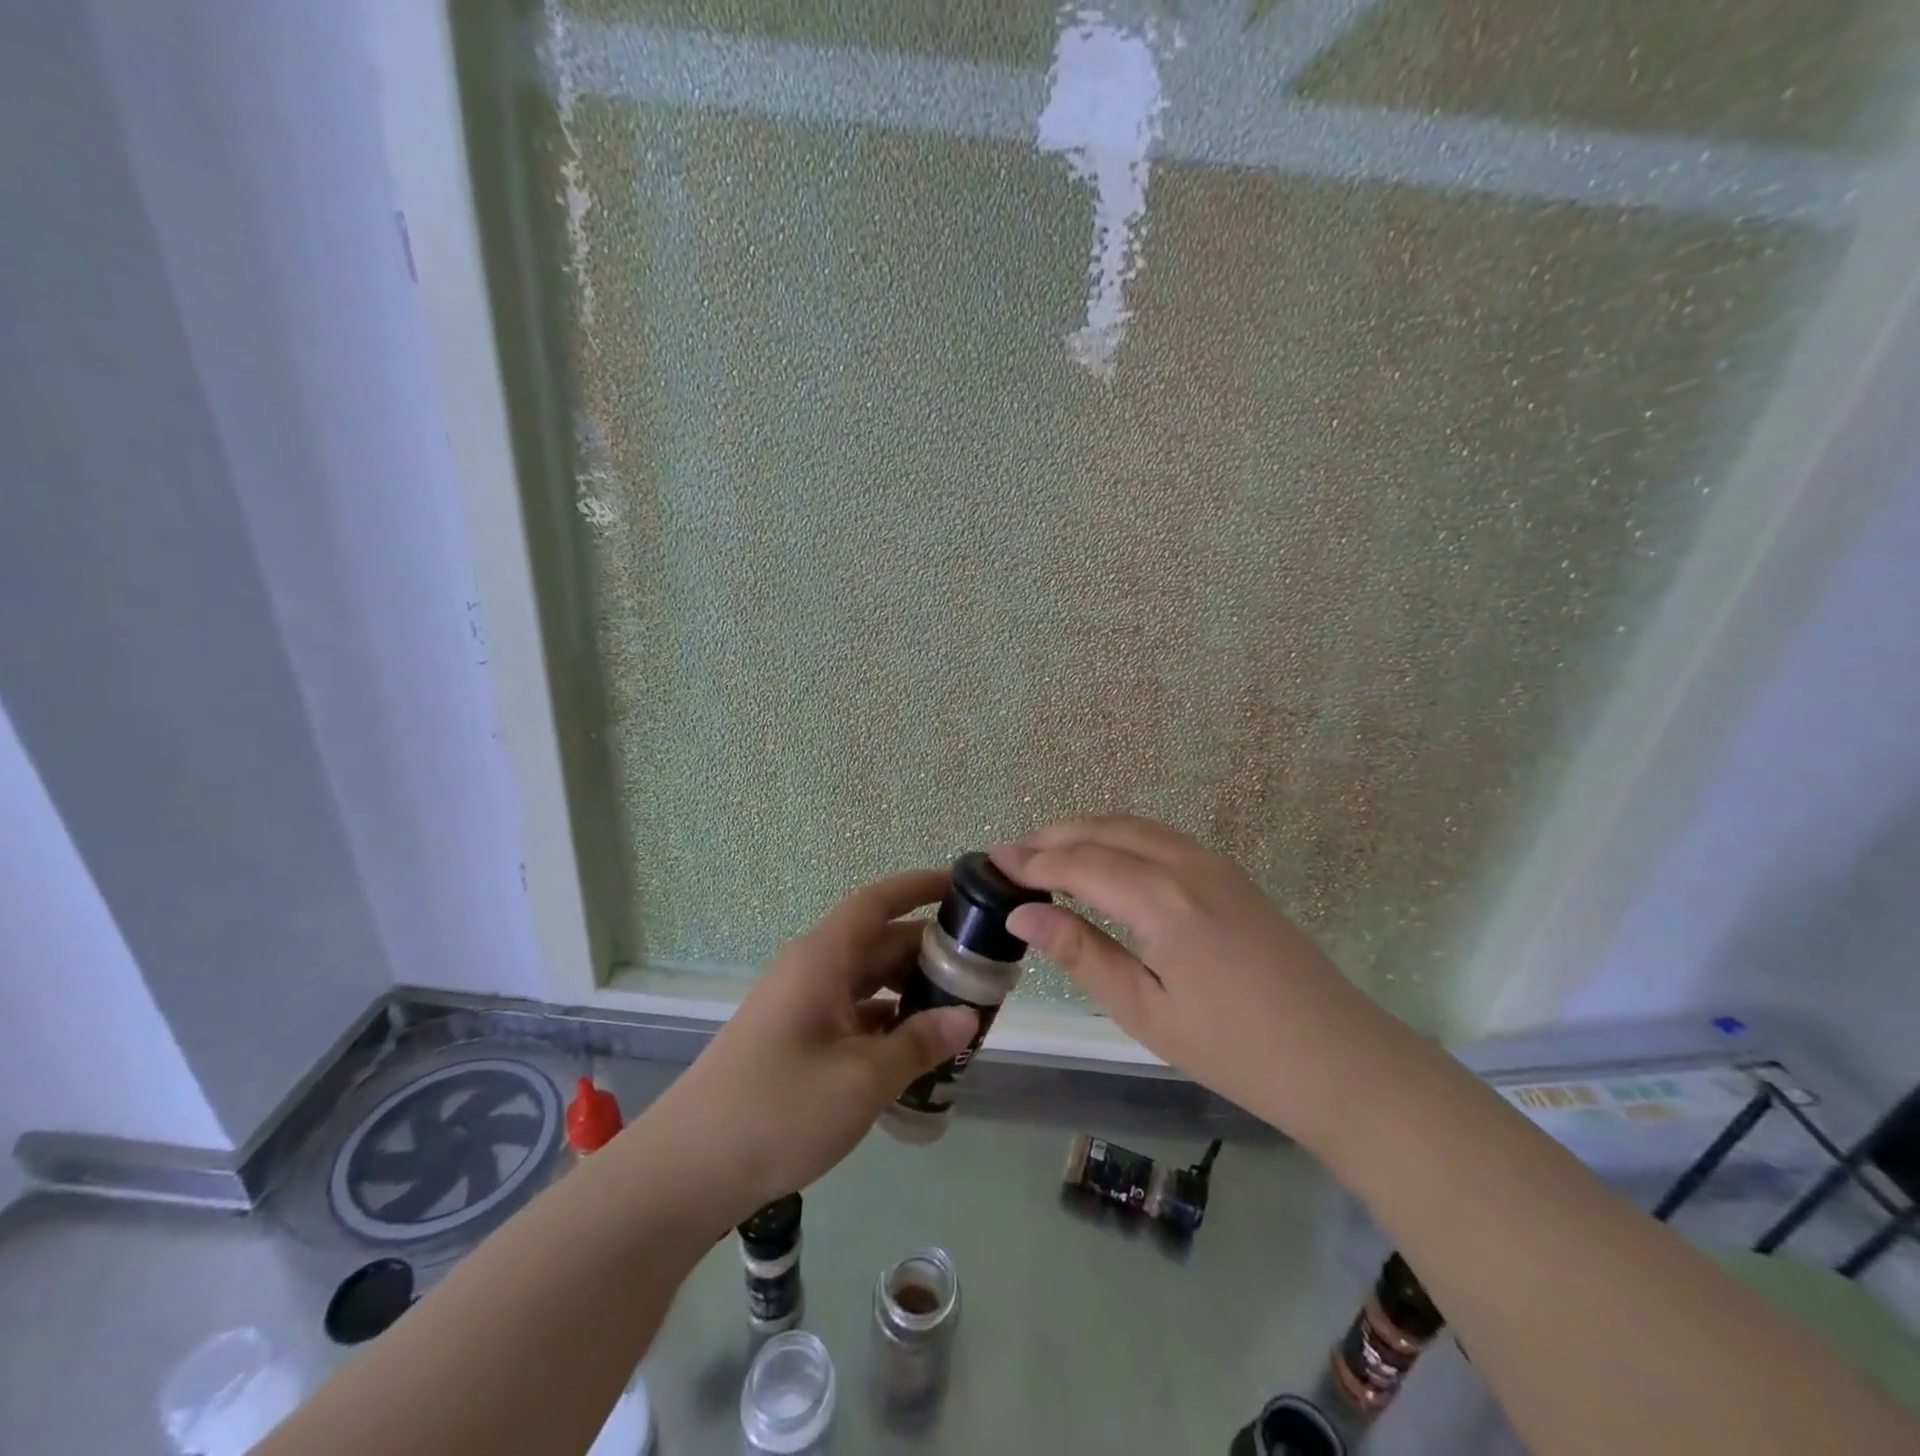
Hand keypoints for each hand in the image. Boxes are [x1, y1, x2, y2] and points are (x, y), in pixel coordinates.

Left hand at [638, 870, 976, 1223]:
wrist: (687, 1171)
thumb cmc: (778, 1109)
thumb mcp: (862, 1078)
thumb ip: (919, 1043)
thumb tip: (967, 1017)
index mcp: (823, 959)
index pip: (877, 902)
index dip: (919, 887)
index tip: (962, 885)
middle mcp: (812, 972)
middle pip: (878, 943)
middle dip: (929, 951)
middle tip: (981, 967)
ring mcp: (800, 1007)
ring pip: (867, 983)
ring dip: (910, 991)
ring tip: (960, 1011)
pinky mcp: (795, 1042)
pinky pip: (852, 1017)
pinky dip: (887, 1024)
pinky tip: (916, 1052)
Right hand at [992, 816, 1389, 1144]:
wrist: (1339, 1057)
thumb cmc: (1234, 1048)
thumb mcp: (1145, 1011)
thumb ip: (1082, 954)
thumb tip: (1023, 915)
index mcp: (1161, 899)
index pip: (1078, 864)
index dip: (1031, 861)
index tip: (991, 861)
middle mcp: (1185, 864)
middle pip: (1103, 830)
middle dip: (1052, 836)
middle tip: (1011, 853)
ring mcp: (1213, 862)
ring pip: (1133, 825)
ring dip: (1085, 830)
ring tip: (1047, 851)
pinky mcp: (1230, 872)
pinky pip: (1160, 836)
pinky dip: (1119, 835)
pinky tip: (1105, 858)